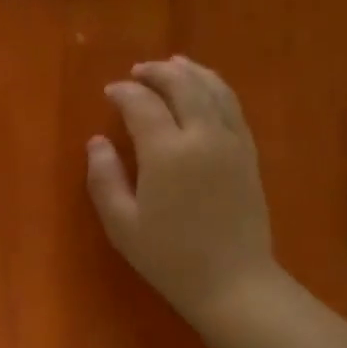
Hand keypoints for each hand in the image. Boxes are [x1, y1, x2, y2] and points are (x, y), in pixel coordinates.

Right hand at [86, 56, 279, 335]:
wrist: (232, 281)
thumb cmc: (169, 258)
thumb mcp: (122, 225)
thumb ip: (104, 179)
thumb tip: (97, 142)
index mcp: (167, 152)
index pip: (143, 104)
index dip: (124, 93)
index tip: (110, 92)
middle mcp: (202, 135)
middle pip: (182, 85)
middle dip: (157, 73)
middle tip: (138, 72)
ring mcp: (231, 141)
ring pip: (213, 88)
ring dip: (190, 72)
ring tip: (173, 65)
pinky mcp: (248, 153)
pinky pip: (233, 106)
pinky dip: (216, 88)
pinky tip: (206, 89)